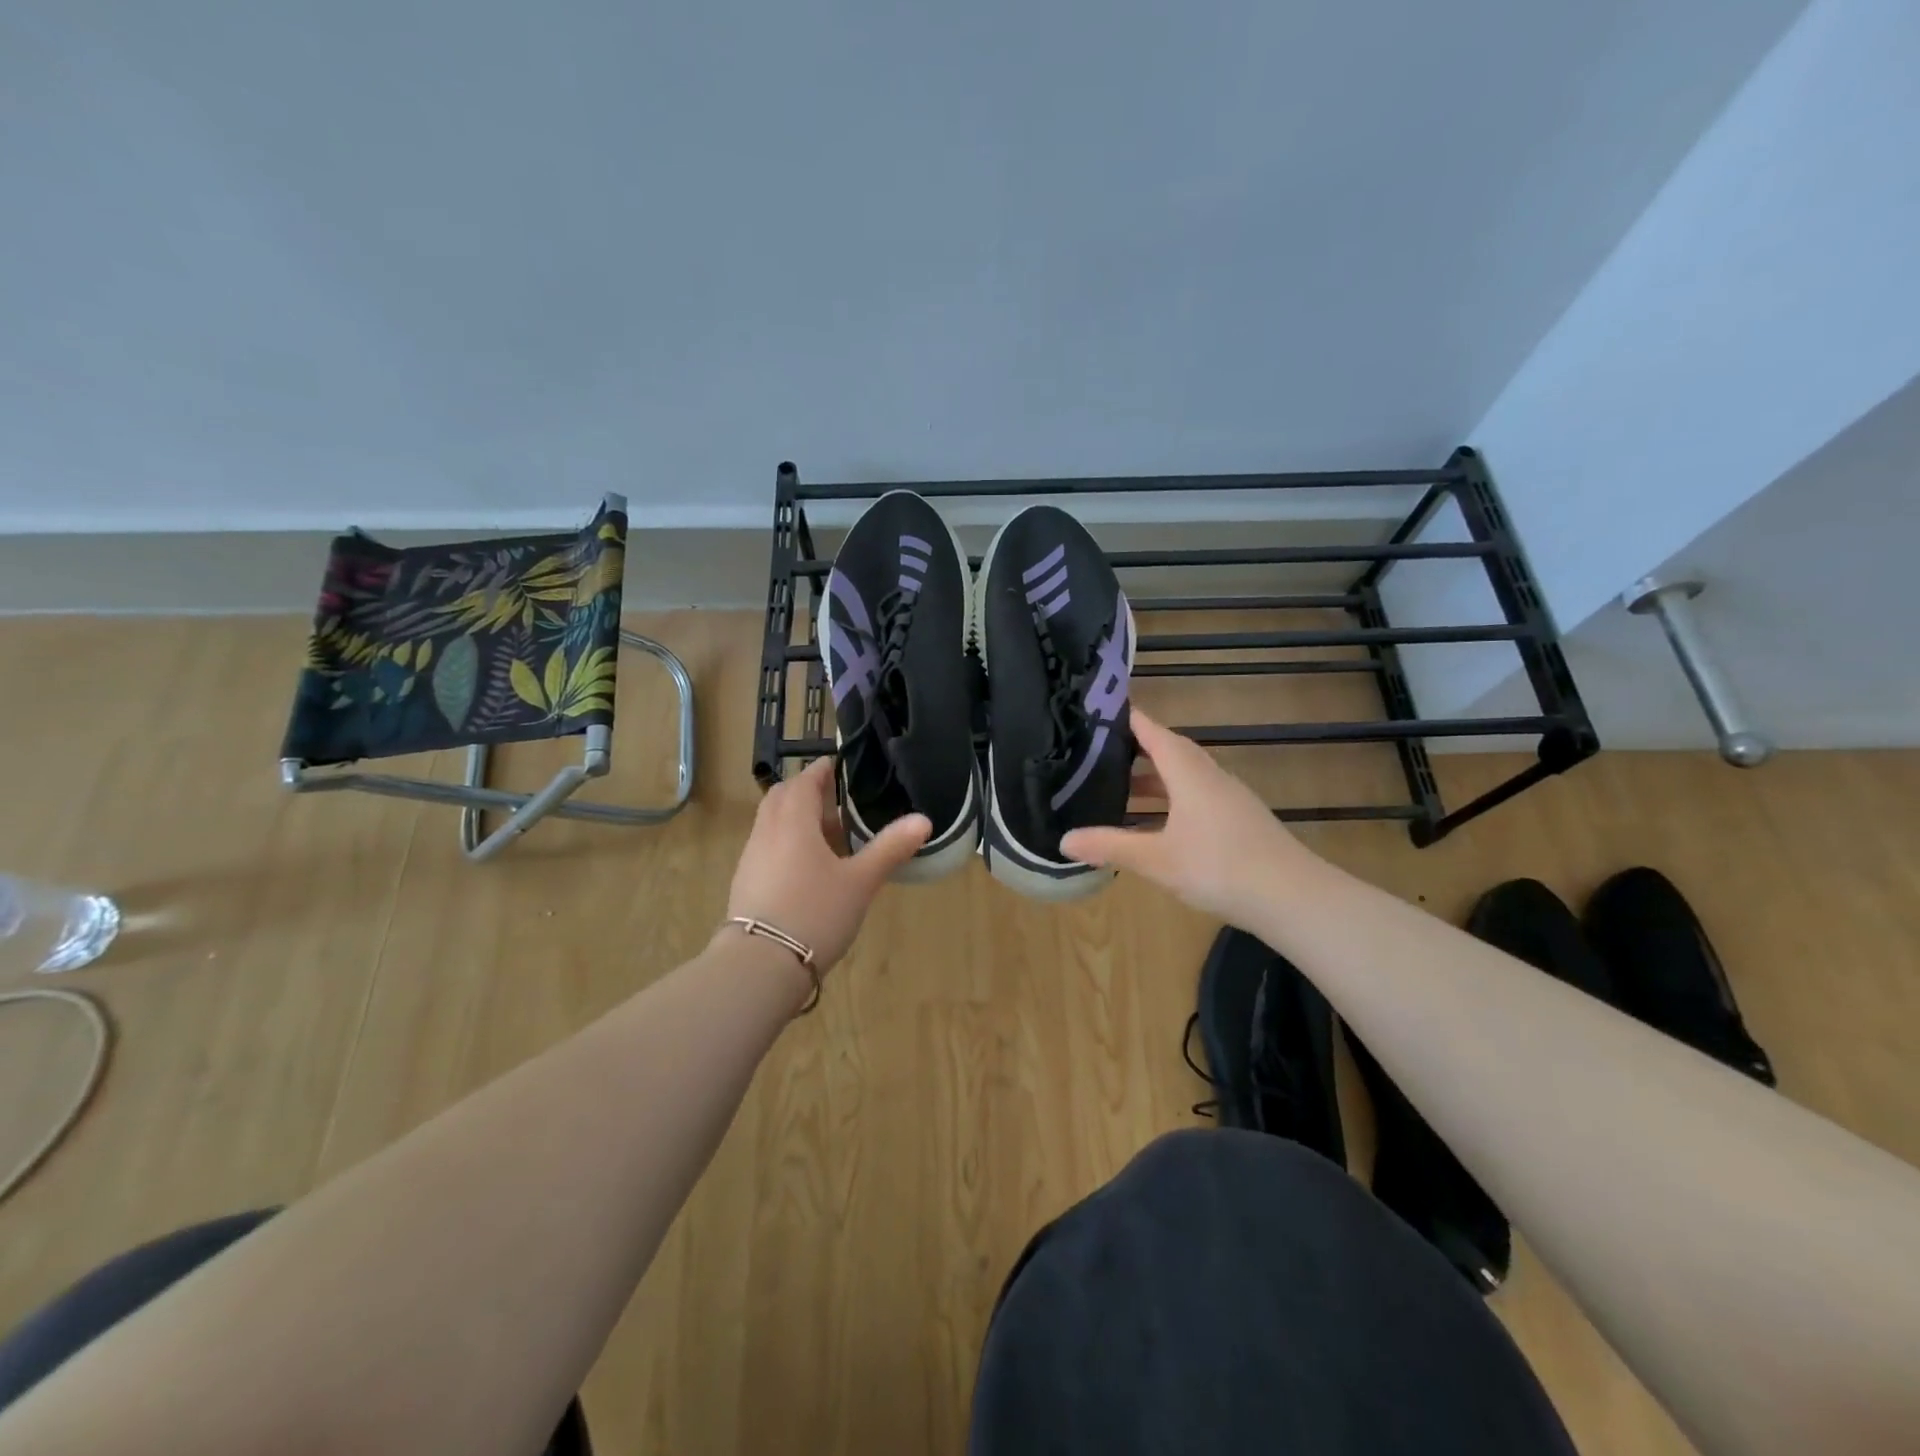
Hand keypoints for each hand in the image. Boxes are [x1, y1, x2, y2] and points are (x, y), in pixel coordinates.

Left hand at [725, 757, 930, 971]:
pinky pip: (767, 846)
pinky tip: (807, 867)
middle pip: (783, 796)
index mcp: (794, 821)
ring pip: (772, 822)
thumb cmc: (815, 913)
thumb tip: (923, 819)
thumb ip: (890, 848)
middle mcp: (767, 831)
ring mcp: (751, 857)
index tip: (839, 765)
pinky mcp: (745, 882)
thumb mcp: (860, 882)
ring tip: (827, 834)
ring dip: (796, 817)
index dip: (822, 770)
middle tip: (835, 798)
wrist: (760, 965)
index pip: (806, 780)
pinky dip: (786, 841)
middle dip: (806, 790)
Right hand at [1063, 708, 1316, 925]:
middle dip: (1136, 750)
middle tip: (1100, 753)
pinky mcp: (1239, 821)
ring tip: (1119, 791)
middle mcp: (1210, 777)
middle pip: (1170, 752)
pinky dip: (1170, 802)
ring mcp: (1229, 799)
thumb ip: (1110, 846)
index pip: (1153, 733)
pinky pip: (1197, 798)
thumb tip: (1063, 840)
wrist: (1293, 898)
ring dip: (1153, 781)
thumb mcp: (1156, 859)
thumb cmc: (1219, 867)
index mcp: (1189, 773)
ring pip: (1184, 778)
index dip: (1128, 720)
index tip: (1100, 711)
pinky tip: (1157, 826)